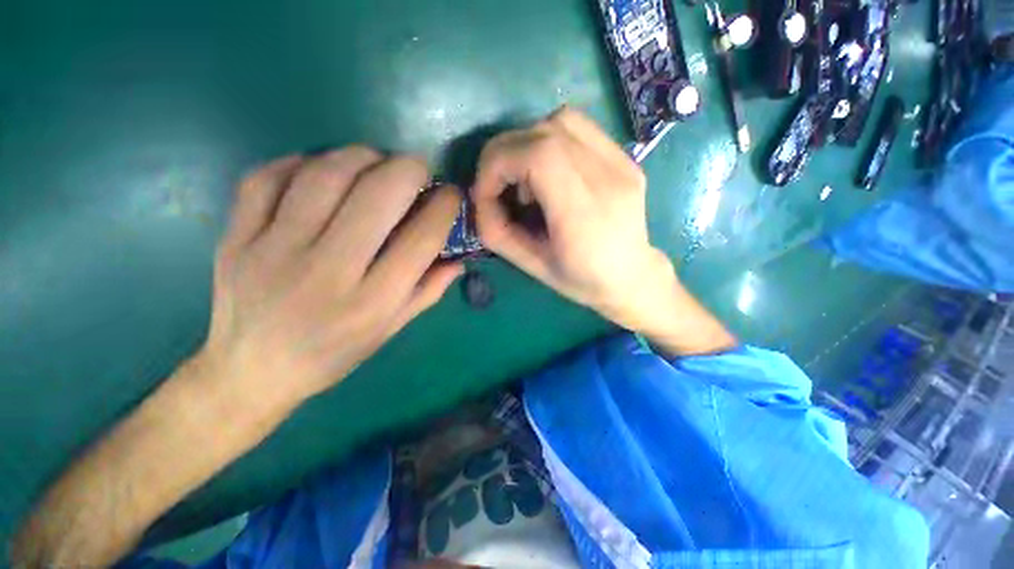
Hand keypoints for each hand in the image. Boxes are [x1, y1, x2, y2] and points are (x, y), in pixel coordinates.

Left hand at [199, 148, 462, 413]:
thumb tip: (459, 259)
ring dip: (361, 157)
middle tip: (416, 169)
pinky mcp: (237, 237)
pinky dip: (302, 162)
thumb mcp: (390, 329)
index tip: (451, 194)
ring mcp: (274, 250)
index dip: (444, 206)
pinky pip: (267, 178)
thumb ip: (428, 291)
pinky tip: (321, 170)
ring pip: (325, 175)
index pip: (421, 238)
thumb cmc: (334, 353)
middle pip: (377, 195)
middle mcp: (328, 272)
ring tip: (375, 162)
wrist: (252, 371)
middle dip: (408, 169)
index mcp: (372, 301)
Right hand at [473, 108, 669, 329]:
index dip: (498, 164)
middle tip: (501, 187)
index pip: (538, 154)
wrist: (631, 276)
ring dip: (528, 145)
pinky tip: (551, 173)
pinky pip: (578, 129)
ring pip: (560, 122)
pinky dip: (550, 142)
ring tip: (529, 182)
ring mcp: (621, 162)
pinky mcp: (624, 157)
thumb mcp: (531, 266)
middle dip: (505, 155)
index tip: (486, 192)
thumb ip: (497, 232)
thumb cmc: (581, 280)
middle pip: (544, 132)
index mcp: (584, 213)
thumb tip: (478, 199)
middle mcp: (608, 177)